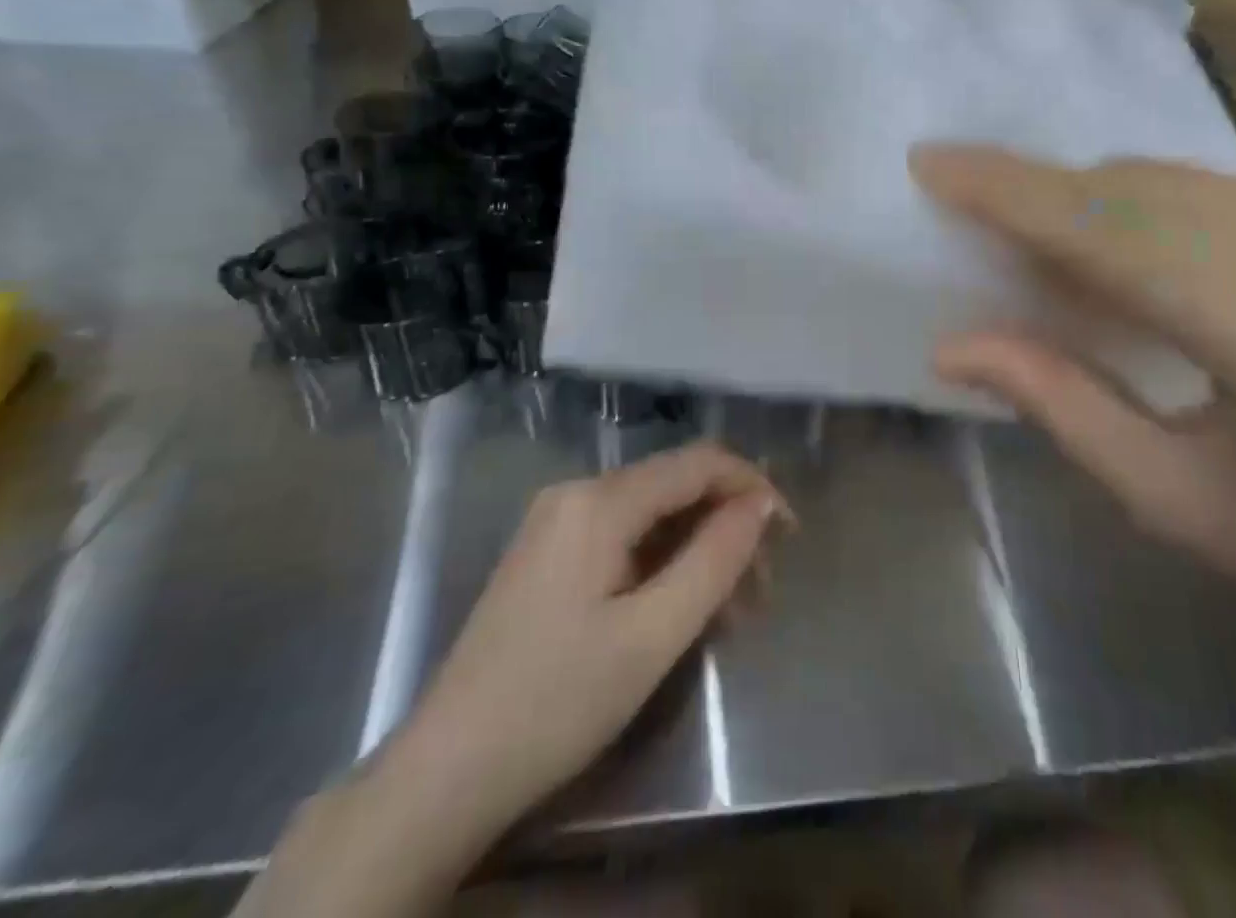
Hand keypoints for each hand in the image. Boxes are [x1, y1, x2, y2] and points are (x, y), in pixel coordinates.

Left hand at [236, 444, 785, 917]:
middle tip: (761, 590)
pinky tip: (684, 607)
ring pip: (653, 515)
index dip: (752, 487)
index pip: (698, 462)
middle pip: (676, 487)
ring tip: (732, 611)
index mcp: (598, 500)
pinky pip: (625, 537)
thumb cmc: (556, 702)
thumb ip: (714, 560)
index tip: (789, 533)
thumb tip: (762, 505)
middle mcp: (577, 492)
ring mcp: (558, 521)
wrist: (446, 773)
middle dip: (727, 527)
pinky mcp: (550, 553)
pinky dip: (665, 563)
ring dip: (699, 550)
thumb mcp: (652, 636)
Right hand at [909, 144, 1235, 698]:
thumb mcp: (1177, 505)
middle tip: (972, 216)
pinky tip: (1136, 258)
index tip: (932, 161)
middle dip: (1044, 196)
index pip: (1122, 236)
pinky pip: (1229, 195)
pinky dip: (1157, 212)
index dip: (1015, 193)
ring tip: (1043, 247)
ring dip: (1097, 203)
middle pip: (1148, 192)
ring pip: (1185, 182)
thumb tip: (951, 345)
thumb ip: (1060, 404)